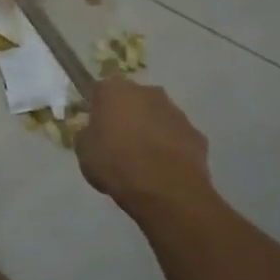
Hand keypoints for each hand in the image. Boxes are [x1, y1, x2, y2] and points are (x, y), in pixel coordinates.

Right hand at [75, 77, 211, 210]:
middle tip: (119, 143)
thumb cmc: (116, 164)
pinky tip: (164, 169)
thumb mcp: (84, 153)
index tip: (96, 127)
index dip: (97, 108)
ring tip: (144, 160)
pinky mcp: (195, 132)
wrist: (165, 189)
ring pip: (157, 116)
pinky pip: (176, 136)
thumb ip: (86, 136)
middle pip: (132, 99)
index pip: (101, 90)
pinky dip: (170, 147)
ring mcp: (175, 111)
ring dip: (150, 130)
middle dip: (127, 115)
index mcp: (115, 90)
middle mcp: (147, 92)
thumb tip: (92, 132)